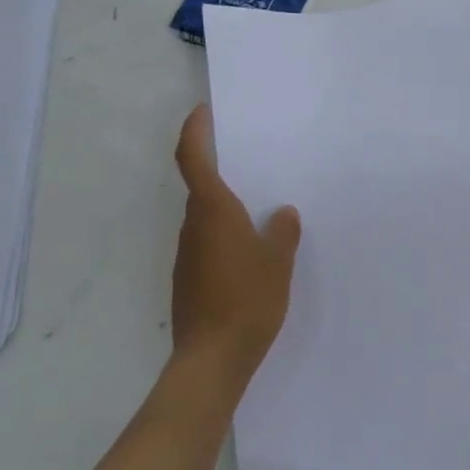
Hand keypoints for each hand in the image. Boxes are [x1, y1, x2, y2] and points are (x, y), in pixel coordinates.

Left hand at [169, 105, 300, 394]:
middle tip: (252, 158)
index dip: (195, 131)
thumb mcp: (278, 261)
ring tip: (261, 207)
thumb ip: (282, 232)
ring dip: (226, 205)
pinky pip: (209, 242)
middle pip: (200, 186)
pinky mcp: (190, 279)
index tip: (204, 111)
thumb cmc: (247, 300)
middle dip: (220, 167)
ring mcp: (188, 255)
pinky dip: (226, 234)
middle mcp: (193, 227)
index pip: (193, 158)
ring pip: (205, 217)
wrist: (212, 359)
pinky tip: (252, 250)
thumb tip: (282, 213)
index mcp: (212, 211)